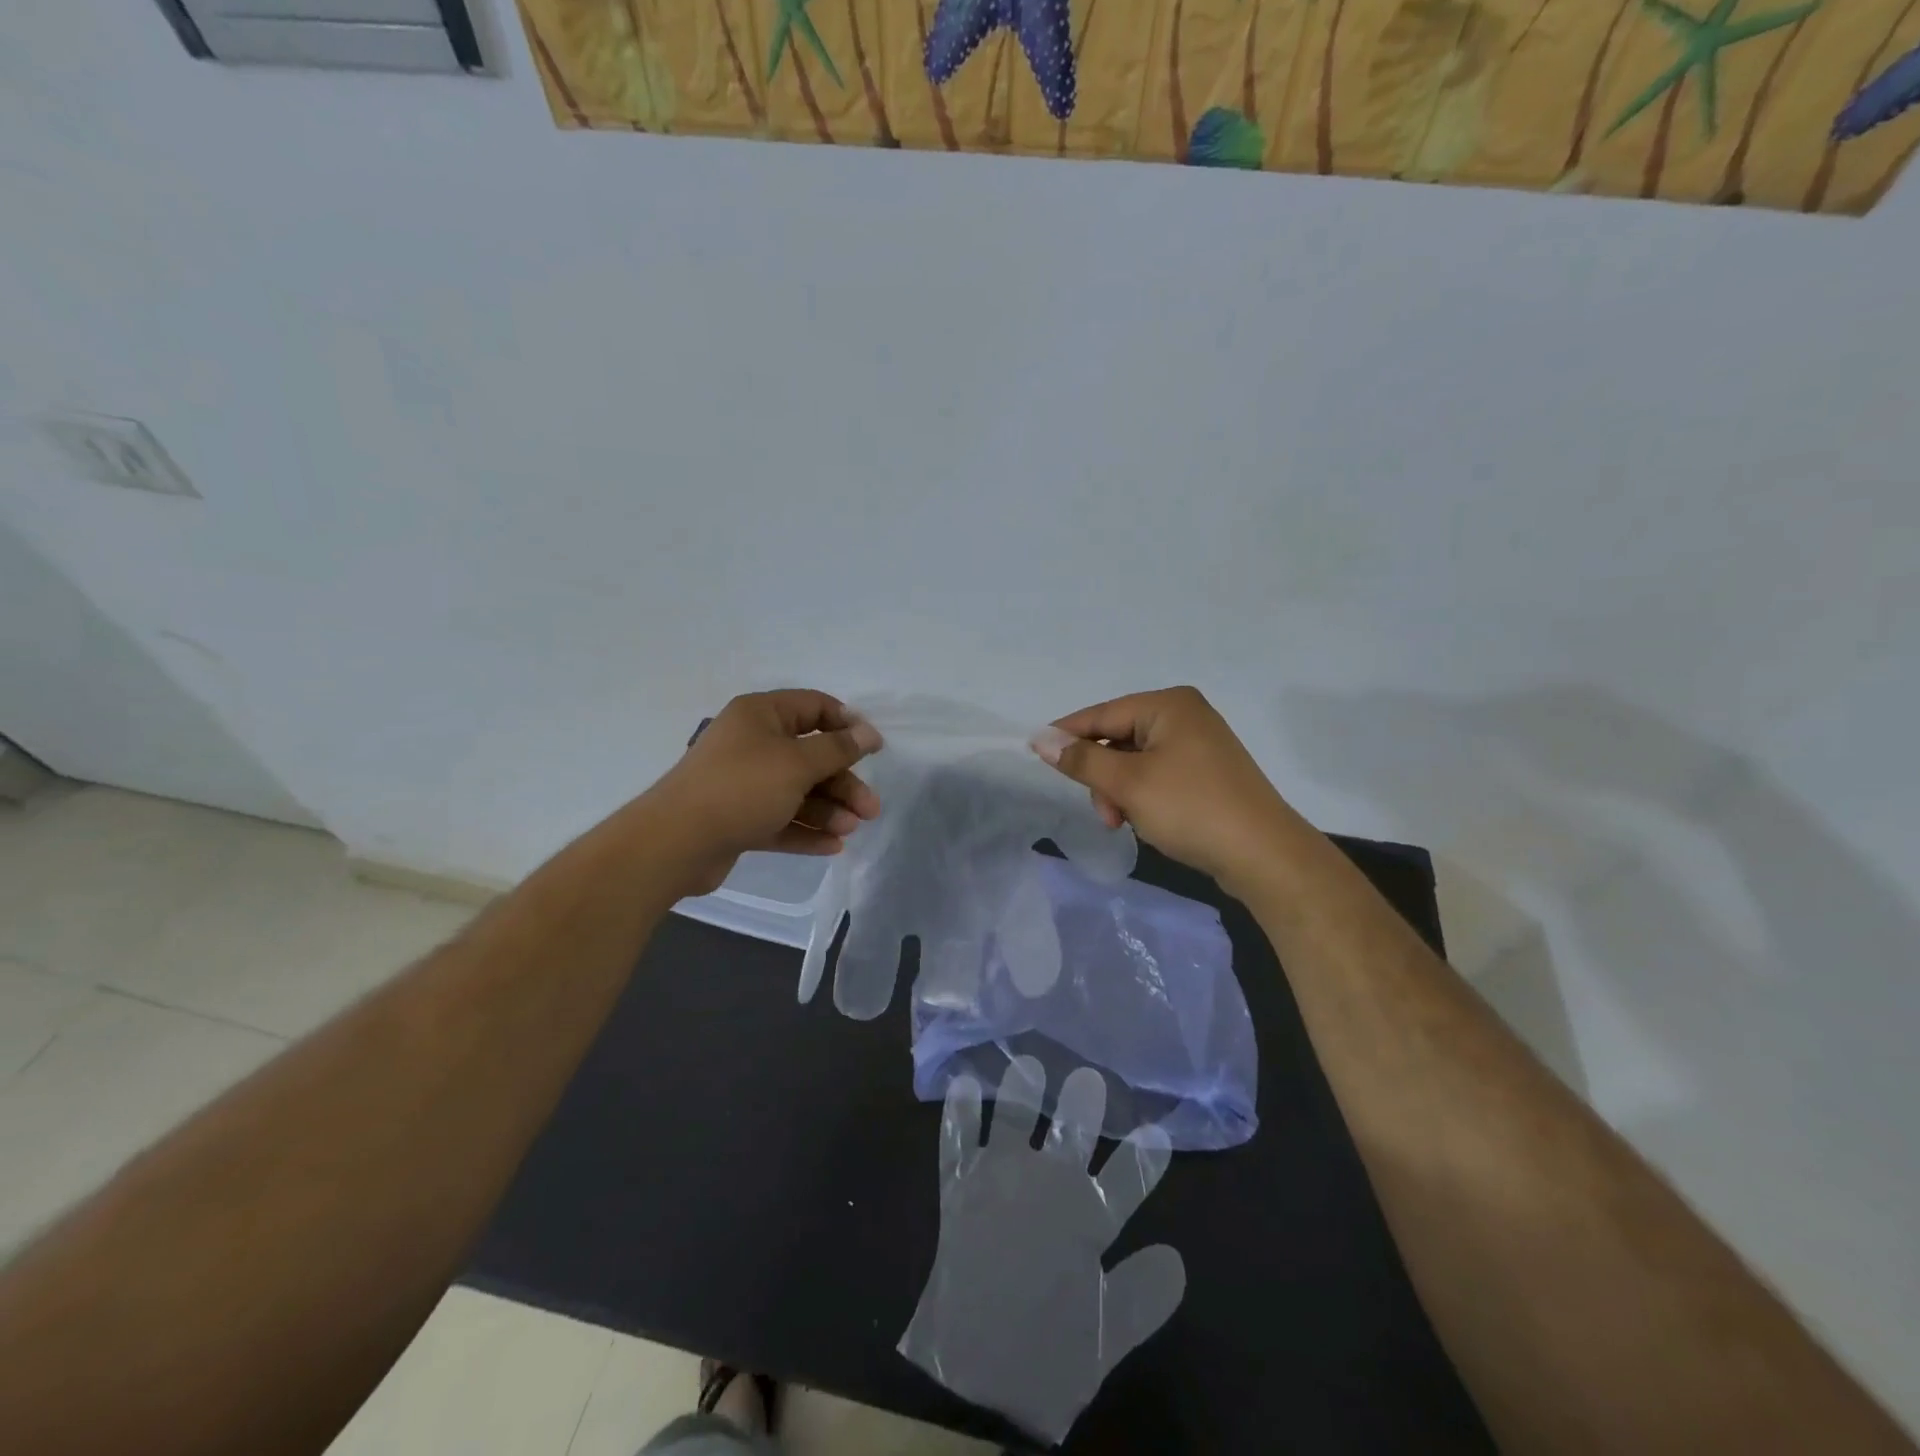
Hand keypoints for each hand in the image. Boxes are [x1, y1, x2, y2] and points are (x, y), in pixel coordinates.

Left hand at [649, 690, 882, 896]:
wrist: (676, 843)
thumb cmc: (742, 788)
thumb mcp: (798, 763)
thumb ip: (838, 748)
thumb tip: (869, 732)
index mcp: (761, 715)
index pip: (814, 707)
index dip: (847, 724)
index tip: (874, 749)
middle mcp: (752, 743)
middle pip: (810, 756)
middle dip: (843, 782)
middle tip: (871, 809)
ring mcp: (744, 783)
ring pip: (797, 791)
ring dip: (828, 809)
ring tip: (851, 830)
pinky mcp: (738, 818)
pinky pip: (781, 819)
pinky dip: (806, 830)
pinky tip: (833, 846)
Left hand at [898, 1059, 1184, 1442]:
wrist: (974, 1377)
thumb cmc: (1046, 1357)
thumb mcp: (1107, 1337)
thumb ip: (1144, 1295)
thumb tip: (1176, 1257)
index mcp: (1086, 1222)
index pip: (1127, 1181)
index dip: (1145, 1159)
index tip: (1159, 1132)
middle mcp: (1046, 1187)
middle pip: (1071, 1135)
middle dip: (1083, 1105)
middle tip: (1088, 1075)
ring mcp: (999, 1181)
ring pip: (1015, 1123)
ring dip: (1022, 1092)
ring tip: (1026, 1063)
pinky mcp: (960, 1187)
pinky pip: (958, 1140)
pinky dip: (960, 1111)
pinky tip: (962, 1083)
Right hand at [1034, 686, 1299, 891]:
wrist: (1264, 855)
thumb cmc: (1191, 809)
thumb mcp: (1128, 784)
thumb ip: (1082, 760)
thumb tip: (1041, 739)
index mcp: (1169, 705)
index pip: (1102, 714)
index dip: (1066, 734)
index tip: (1034, 752)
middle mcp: (1185, 716)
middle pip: (1118, 738)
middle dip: (1102, 775)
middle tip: (1104, 812)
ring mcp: (1199, 745)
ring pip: (1135, 761)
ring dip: (1120, 791)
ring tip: (1124, 822)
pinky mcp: (1206, 773)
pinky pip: (1157, 775)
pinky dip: (1142, 796)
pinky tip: (1144, 820)